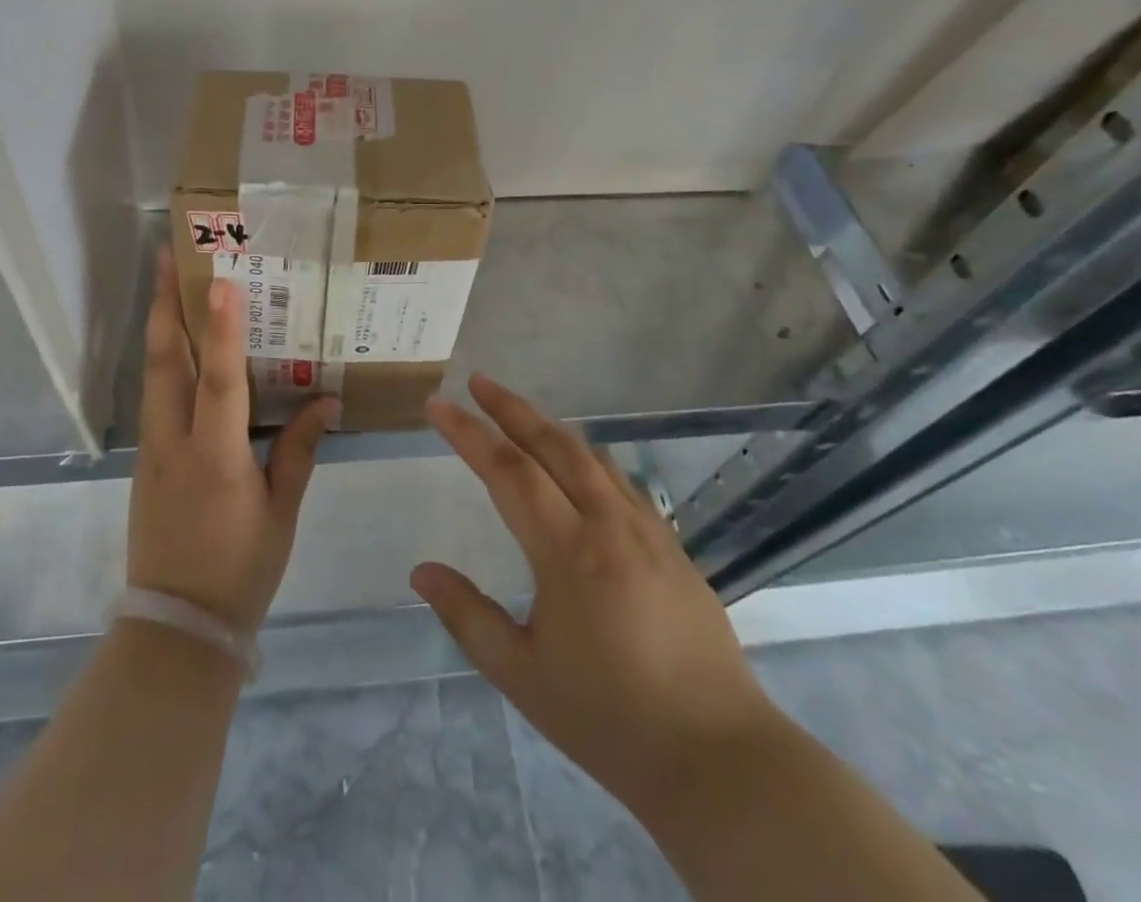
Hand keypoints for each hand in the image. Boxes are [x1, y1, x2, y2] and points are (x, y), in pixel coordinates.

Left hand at [127, 250, 338, 632]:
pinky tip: (178, 346)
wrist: (176, 627)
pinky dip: (164, 360)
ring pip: (153, 374)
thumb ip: (300, 449)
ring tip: (169, 283)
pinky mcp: (145, 460)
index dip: (222, 329)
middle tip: (170, 256)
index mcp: (215, 456)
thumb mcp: (281, 511)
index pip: (219, 380)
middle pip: (166, 361)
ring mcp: (152, 450)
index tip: (220, 281)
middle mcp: (175, 442)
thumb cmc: (239, 569)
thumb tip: (326, 399)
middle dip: (167, 304)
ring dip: (161, 325)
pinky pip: (155, 396)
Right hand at [411, 376, 778, 811]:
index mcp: (568, 551)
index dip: (469, 433)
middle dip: (511, 407)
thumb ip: (468, 616)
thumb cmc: (609, 719)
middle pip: (553, 445)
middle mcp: (608, 524)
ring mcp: (647, 531)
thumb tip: (421, 571)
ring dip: (550, 426)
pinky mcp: (673, 547)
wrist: (719, 759)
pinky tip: (580, 464)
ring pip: (591, 457)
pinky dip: (588, 457)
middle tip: (478, 381)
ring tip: (519, 413)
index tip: (438, 404)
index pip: (508, 470)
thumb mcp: (522, 675)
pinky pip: (621, 482)